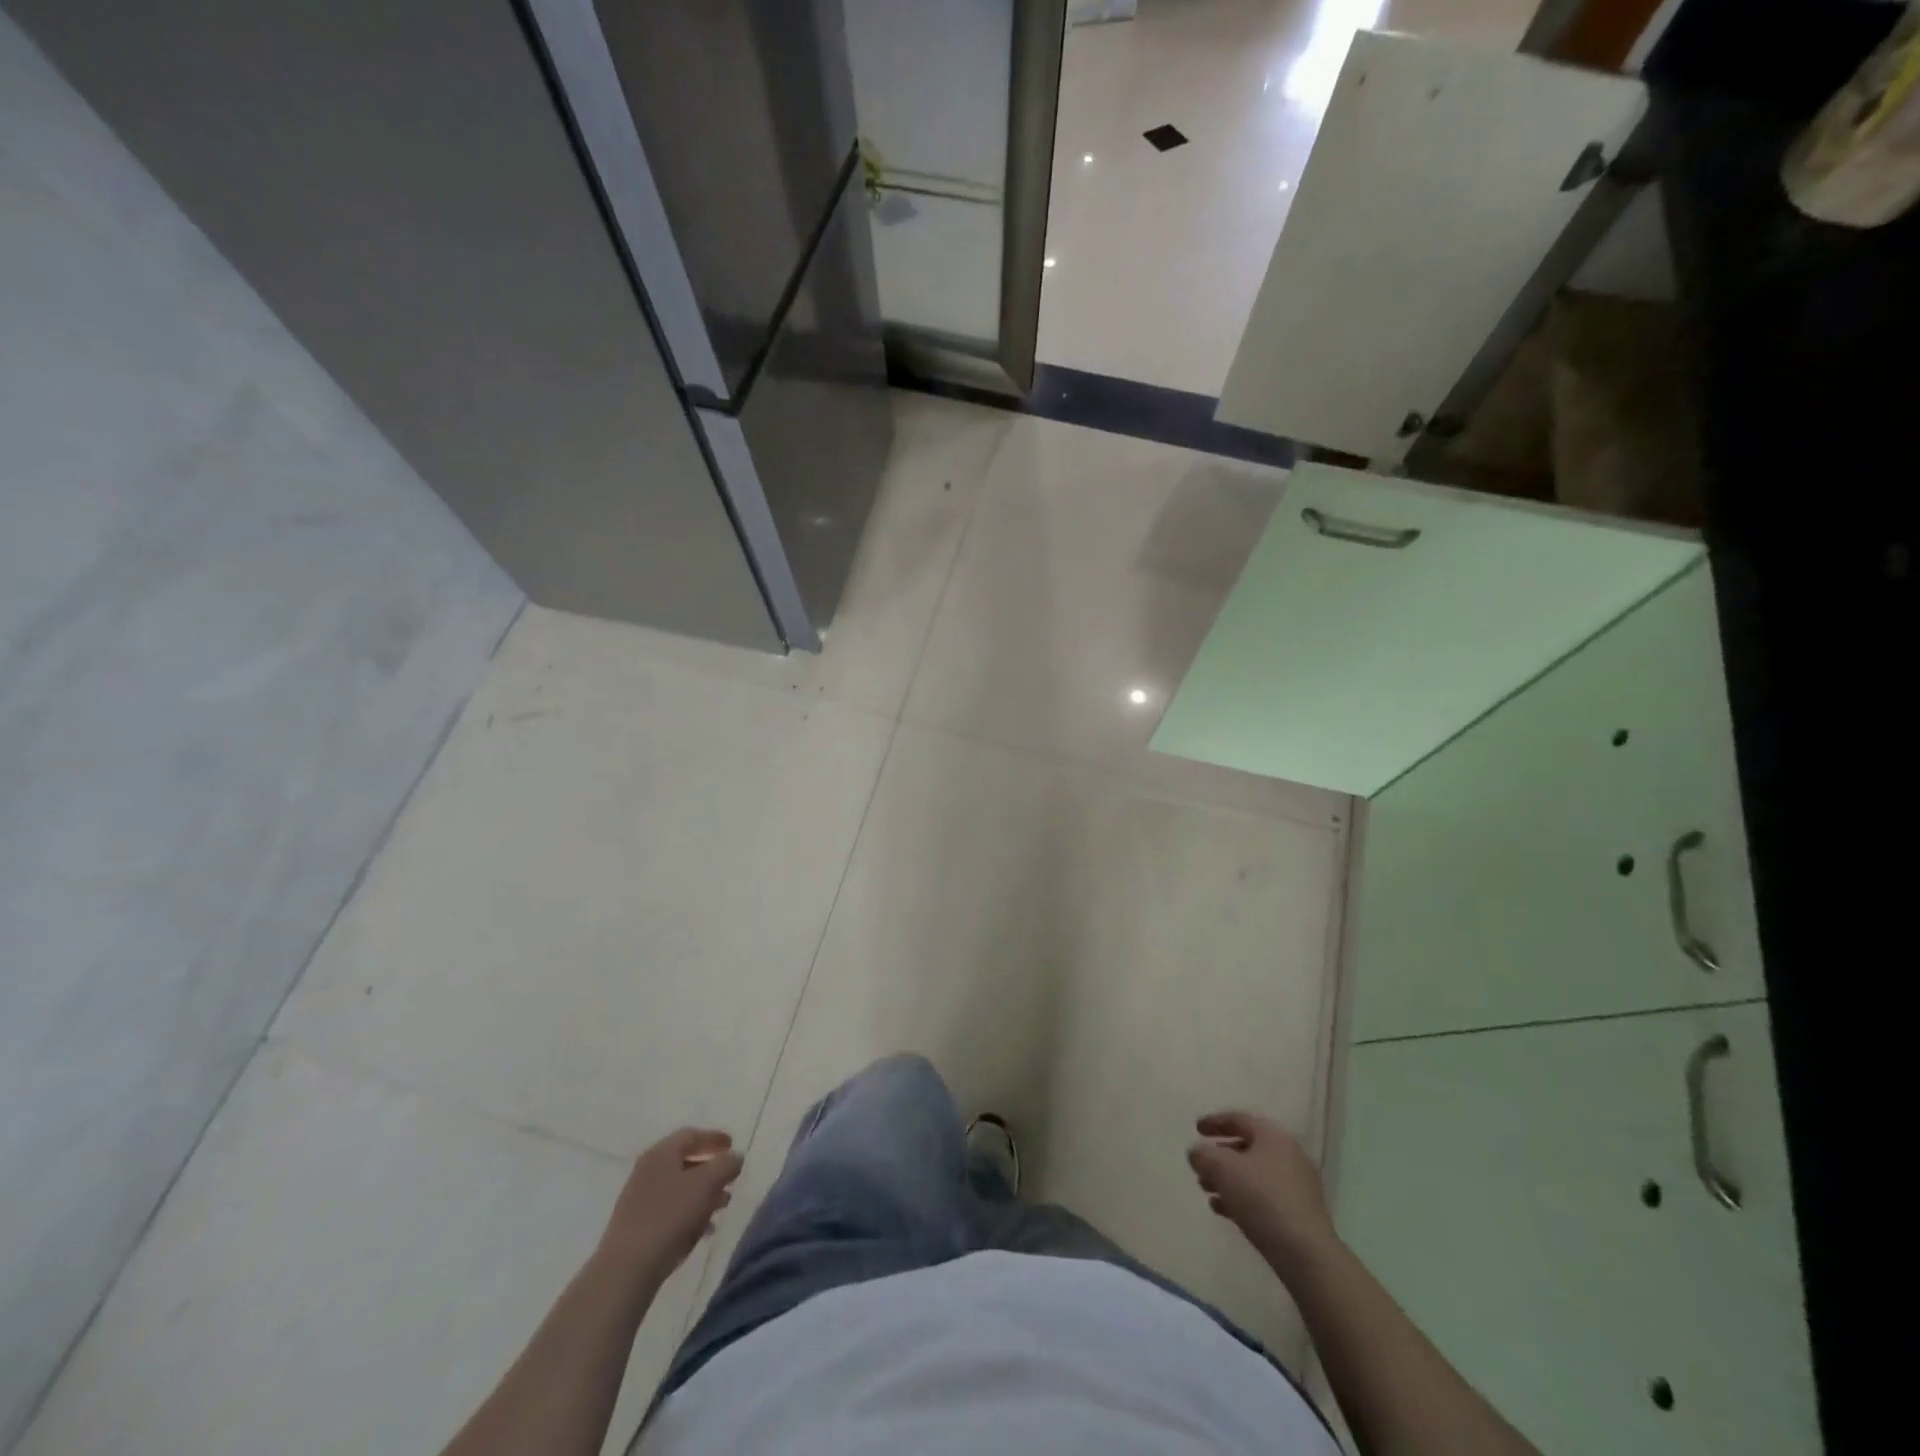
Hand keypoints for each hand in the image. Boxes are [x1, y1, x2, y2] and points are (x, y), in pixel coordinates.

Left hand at [598, 1128, 742, 1282]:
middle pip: (685, 1161)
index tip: (733, 1146)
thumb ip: (726, 1165)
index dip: (715, 1138)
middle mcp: (648, 1170)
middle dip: (711, 1170)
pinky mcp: (636, 1225)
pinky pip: (669, 1209)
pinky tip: (703, 1229)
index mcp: (661, 1153)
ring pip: (679, 1188)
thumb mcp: (707, 1184)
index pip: (692, 1135)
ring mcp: (639, 1199)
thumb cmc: (669, 1216)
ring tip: (722, 1207)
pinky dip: (689, 1212)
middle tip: (730, 1179)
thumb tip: (735, 1157)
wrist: (625, 1269)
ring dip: (703, 1193)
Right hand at [1188, 1111, 1338, 1279]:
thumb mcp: (1223, 1169)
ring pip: (1254, 1174)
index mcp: (1273, 1136)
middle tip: (1200, 1166)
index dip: (1215, 1122)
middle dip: (1220, 1156)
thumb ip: (1204, 1155)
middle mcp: (1289, 1155)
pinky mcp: (1298, 1214)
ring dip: (1228, 1180)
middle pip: (1247, 1147)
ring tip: (1206, 1190)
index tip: (1196, 1130)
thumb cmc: (1262, 1199)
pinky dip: (1242, 1198)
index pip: (1240, 1119)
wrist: (1306, 1254)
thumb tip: (1197, 1153)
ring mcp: (1296, 1186)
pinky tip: (1222, 1210)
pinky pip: (1264, 1197)